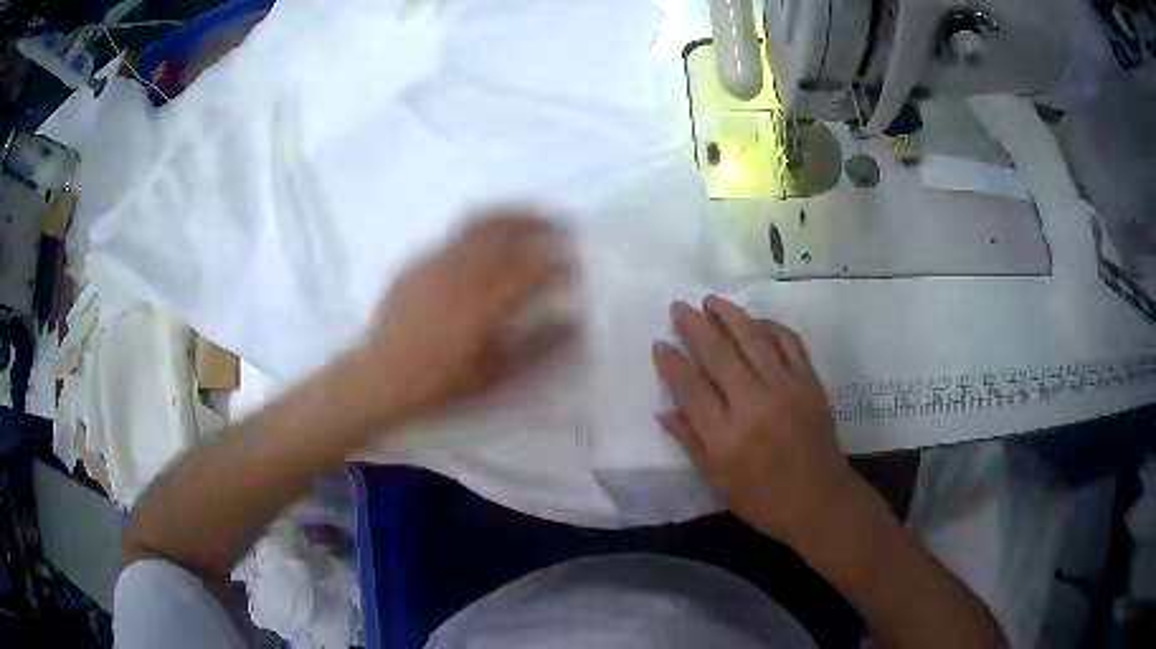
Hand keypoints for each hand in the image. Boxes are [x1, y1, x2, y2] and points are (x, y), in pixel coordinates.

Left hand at [359, 210, 571, 421]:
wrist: (381, 378)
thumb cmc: (440, 384)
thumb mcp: (494, 376)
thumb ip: (537, 347)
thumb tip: (574, 323)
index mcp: (486, 305)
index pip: (534, 269)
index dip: (561, 262)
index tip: (578, 264)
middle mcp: (463, 273)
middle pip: (510, 234)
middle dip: (542, 225)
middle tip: (565, 226)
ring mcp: (436, 262)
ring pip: (481, 224)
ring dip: (513, 216)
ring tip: (533, 216)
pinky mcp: (418, 262)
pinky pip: (454, 234)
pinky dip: (481, 228)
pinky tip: (487, 241)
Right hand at [652, 295, 859, 547]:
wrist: (820, 499)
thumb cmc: (764, 499)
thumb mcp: (718, 479)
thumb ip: (690, 442)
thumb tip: (664, 410)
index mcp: (726, 436)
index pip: (690, 387)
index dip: (671, 362)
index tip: (658, 342)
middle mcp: (754, 403)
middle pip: (718, 353)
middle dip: (694, 326)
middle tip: (679, 306)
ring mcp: (785, 387)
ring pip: (752, 337)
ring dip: (729, 314)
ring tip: (711, 301)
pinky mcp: (809, 380)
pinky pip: (788, 341)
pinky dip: (769, 325)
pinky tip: (755, 322)